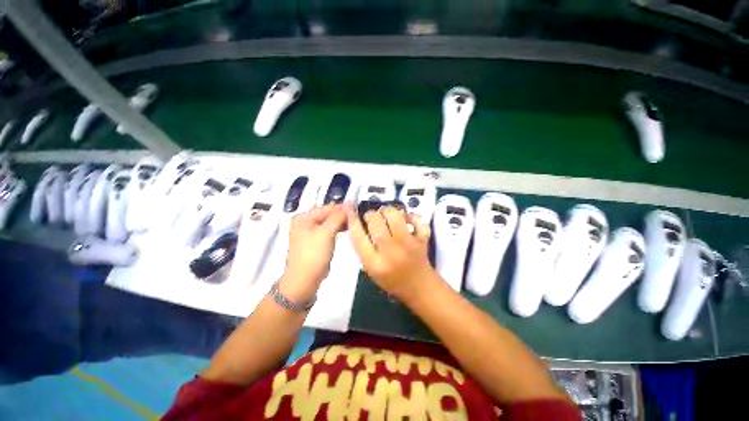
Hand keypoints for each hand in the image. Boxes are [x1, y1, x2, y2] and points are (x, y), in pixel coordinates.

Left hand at [281, 204, 347, 301]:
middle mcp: (304, 223)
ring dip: (340, 222)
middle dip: (341, 215)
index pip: (326, 207)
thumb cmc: (314, 253)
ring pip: (328, 223)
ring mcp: (309, 233)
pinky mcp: (314, 242)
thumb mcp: (327, 232)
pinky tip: (345, 230)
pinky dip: (336, 230)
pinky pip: (327, 231)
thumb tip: (349, 204)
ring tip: (353, 224)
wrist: (304, 280)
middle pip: (327, 214)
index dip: (341, 208)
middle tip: (356, 218)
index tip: (357, 210)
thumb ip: (338, 216)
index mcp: (304, 217)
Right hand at [347, 205, 434, 300]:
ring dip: (387, 211)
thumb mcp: (371, 270)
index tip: (350, 210)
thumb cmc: (393, 281)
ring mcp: (408, 243)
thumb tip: (360, 223)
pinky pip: (415, 218)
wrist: (420, 287)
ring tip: (387, 216)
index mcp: (374, 263)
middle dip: (371, 215)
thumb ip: (364, 249)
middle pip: (375, 220)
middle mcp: (390, 251)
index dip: (352, 219)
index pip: (358, 236)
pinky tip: (406, 220)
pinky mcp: (422, 238)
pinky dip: (410, 216)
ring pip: (394, 214)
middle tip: (373, 218)